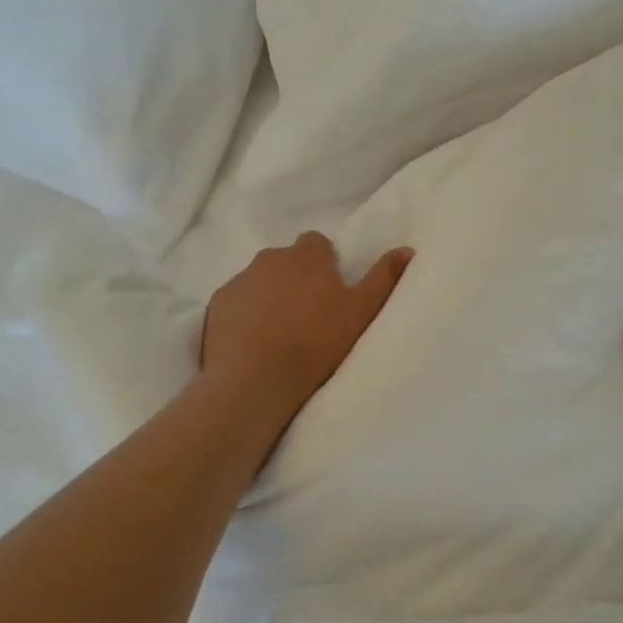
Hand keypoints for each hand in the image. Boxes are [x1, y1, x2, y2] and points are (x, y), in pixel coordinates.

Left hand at [201, 232, 411, 427]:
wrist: (255, 378)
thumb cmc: (316, 342)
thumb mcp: (362, 311)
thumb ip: (384, 277)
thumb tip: (407, 249)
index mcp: (306, 255)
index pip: (317, 244)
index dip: (325, 265)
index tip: (331, 293)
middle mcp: (269, 258)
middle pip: (286, 262)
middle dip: (296, 280)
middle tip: (309, 317)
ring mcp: (238, 280)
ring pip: (259, 282)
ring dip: (269, 298)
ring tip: (280, 335)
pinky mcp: (216, 305)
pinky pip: (235, 304)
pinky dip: (244, 317)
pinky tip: (253, 345)